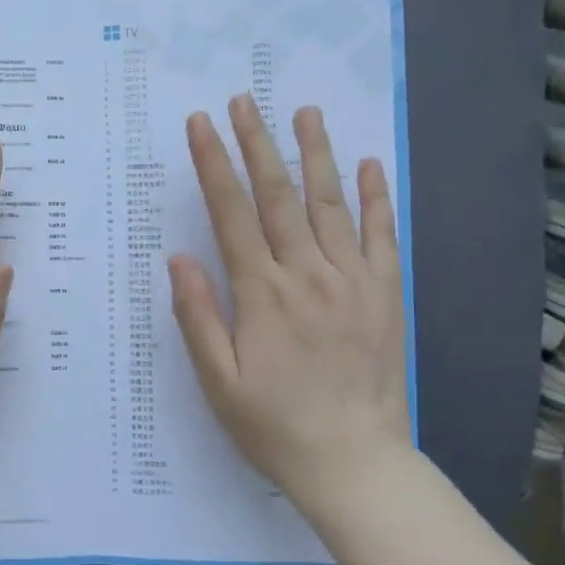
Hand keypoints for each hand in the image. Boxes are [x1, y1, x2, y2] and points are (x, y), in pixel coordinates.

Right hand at [169, 95, 410, 502]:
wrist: (354, 463)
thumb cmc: (273, 425)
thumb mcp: (217, 381)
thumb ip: (197, 316)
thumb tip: (179, 257)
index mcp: (263, 294)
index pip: (231, 214)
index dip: (213, 165)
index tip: (201, 125)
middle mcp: (309, 275)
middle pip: (278, 196)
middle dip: (257, 143)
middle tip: (244, 101)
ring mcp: (353, 281)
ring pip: (331, 204)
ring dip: (316, 154)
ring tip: (305, 112)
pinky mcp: (385, 295)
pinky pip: (381, 236)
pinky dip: (374, 198)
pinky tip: (368, 165)